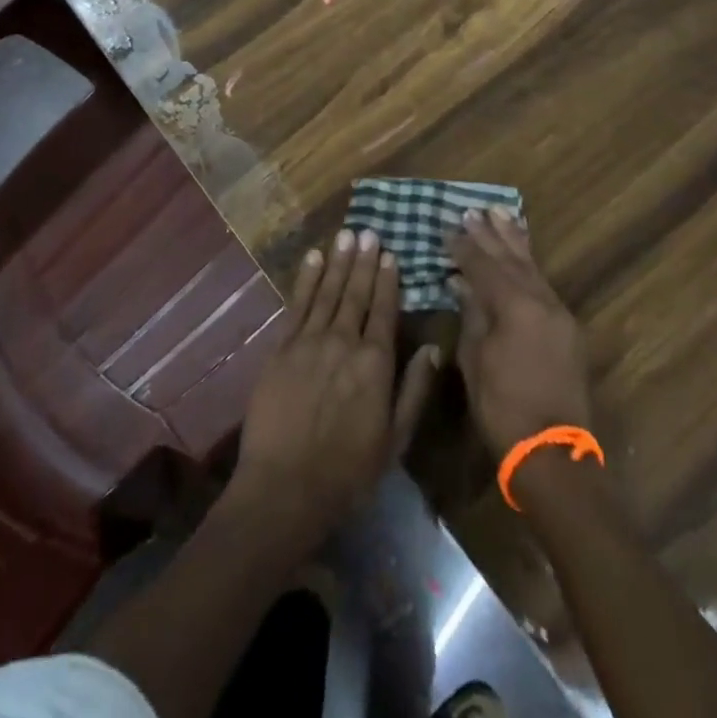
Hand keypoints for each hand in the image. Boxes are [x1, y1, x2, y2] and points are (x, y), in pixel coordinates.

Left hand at [229, 229, 441, 551]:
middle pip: (356, 293)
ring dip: (338, 262)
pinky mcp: (282, 348)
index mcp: (375, 363)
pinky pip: (297, 304)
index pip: (384, 310)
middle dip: (363, 261)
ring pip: (327, 292)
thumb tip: (434, 349)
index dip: (387, 280)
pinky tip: (313, 259)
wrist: (286, 486)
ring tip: (346, 235)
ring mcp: (309, 341)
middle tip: (368, 231)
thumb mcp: (395, 440)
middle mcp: (344, 342)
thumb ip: (415, 390)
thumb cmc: (348, 471)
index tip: (389, 254)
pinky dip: (305, 279)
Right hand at [449, 207, 592, 456]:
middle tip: (474, 210)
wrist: (552, 453)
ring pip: (533, 268)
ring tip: (502, 215)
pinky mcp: (567, 330)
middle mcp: (541, 301)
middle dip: (491, 234)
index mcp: (515, 306)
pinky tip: (522, 257)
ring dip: (515, 242)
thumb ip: (472, 315)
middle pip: (512, 259)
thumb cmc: (503, 408)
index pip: (484, 265)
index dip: (464, 247)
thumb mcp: (475, 360)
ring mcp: (559, 315)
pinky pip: (544, 284)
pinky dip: (529, 265)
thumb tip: (462, 283)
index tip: (448, 227)